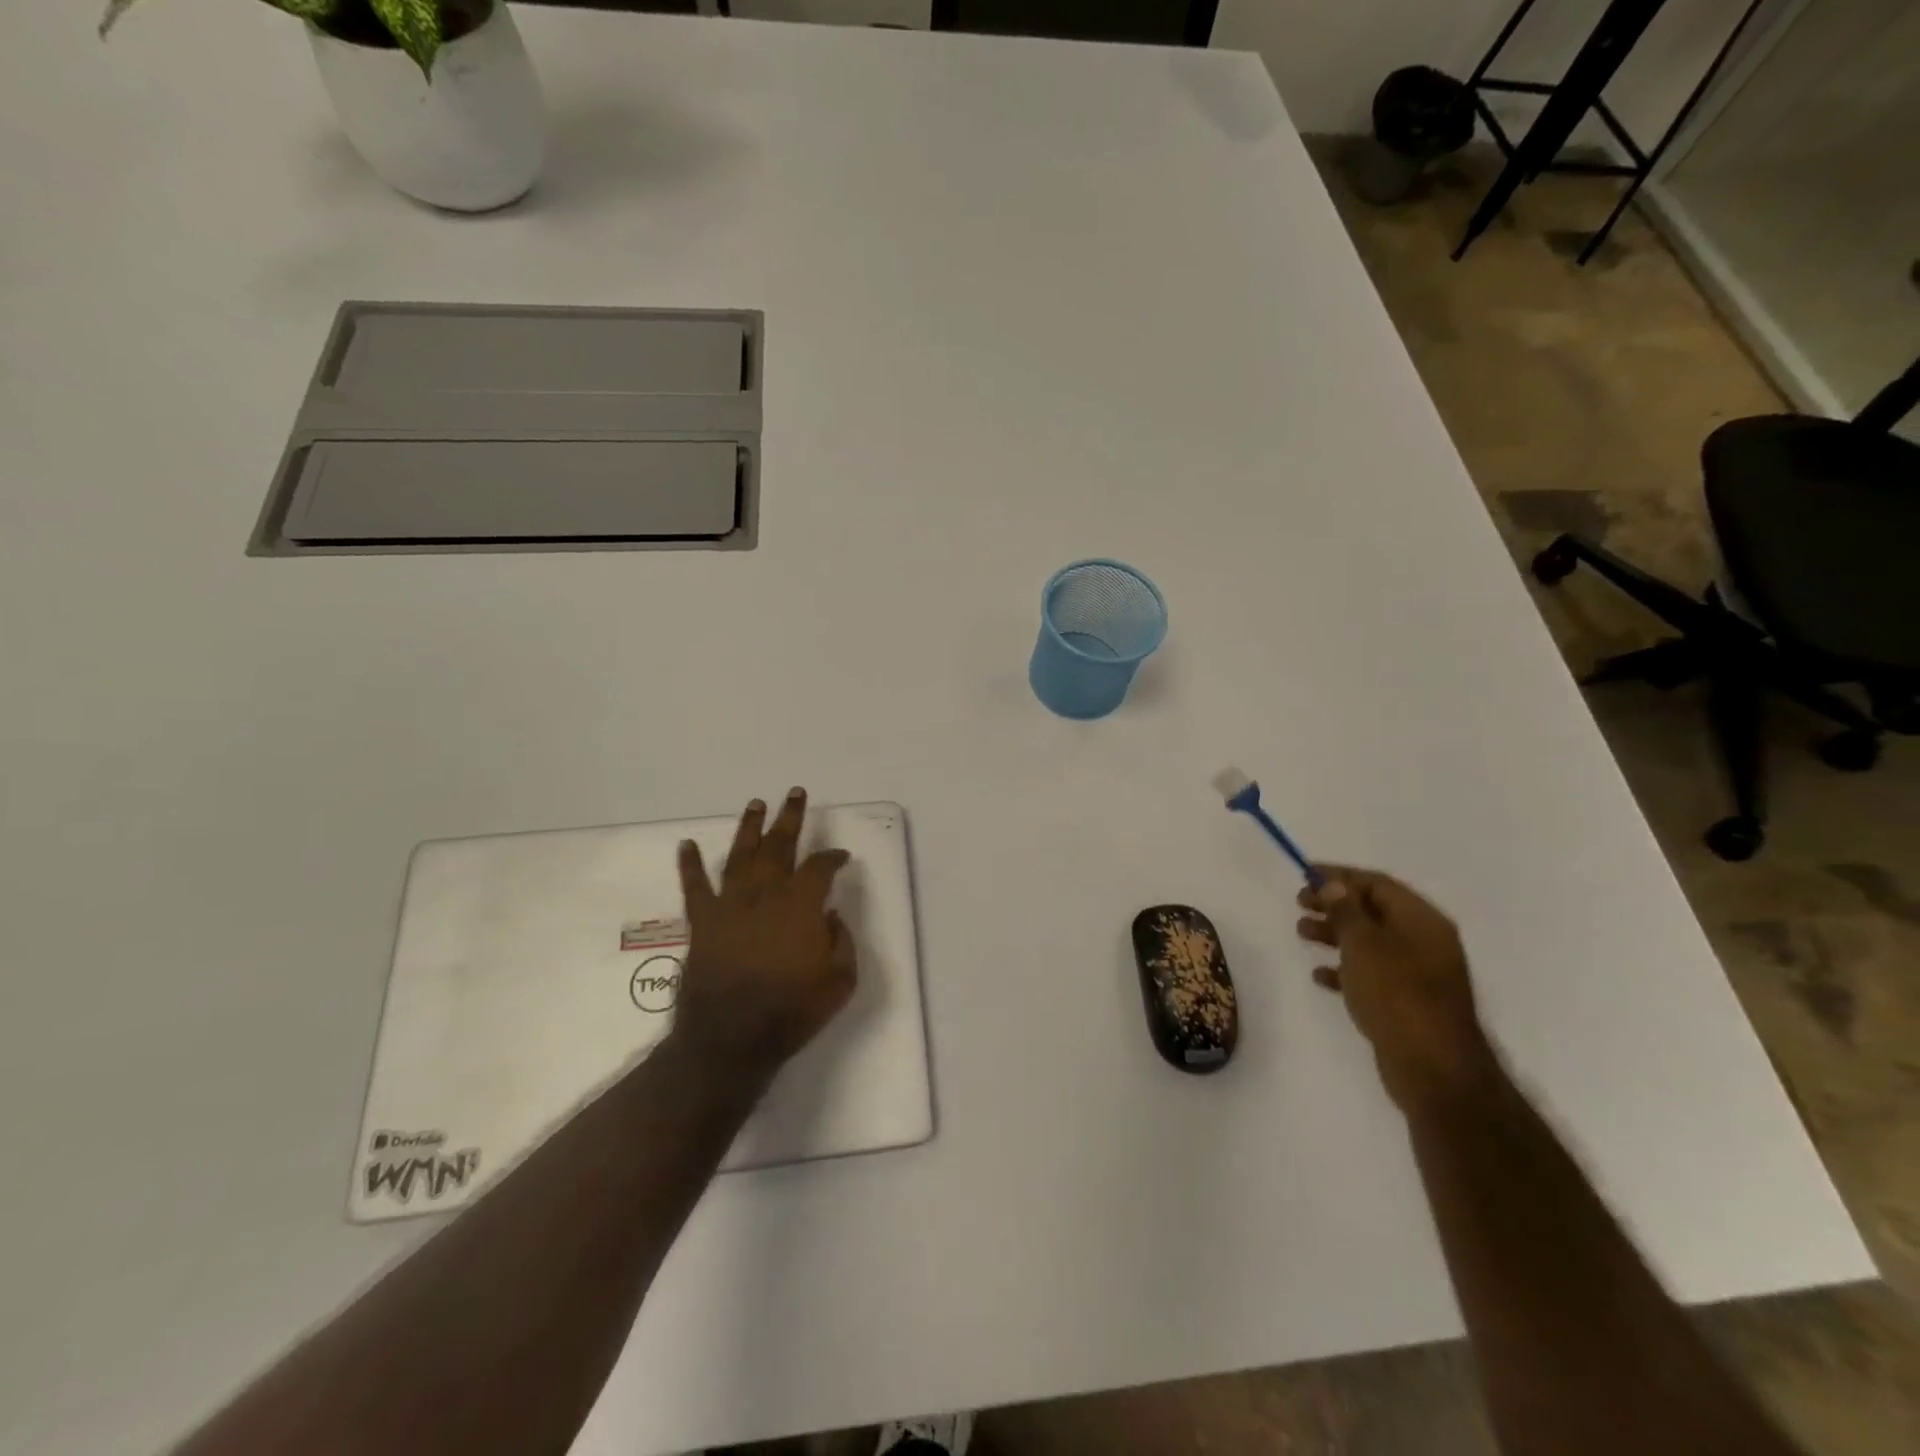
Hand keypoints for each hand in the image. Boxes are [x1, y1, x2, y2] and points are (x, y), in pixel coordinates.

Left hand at [672, 788, 855, 1073]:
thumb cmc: (792, 1011)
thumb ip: (841, 941)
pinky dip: (689, 865)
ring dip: (749, 827)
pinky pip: (694, 887)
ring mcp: (730, 905)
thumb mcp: (840, 980)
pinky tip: (686, 844)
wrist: (730, 1039)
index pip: (820, 867)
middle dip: (790, 818)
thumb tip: (829, 916)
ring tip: (756, 804)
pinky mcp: (703, 922)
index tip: (841, 857)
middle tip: (795, 793)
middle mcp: (765, 893)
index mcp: (801, 904)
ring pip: (740, 855)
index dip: (833, 858)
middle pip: (779, 846)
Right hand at [1297, 866, 1493, 1111]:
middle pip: (1373, 910)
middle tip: (1299, 903)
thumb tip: (1334, 884)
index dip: (1340, 876)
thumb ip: (1345, 911)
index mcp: (1421, 920)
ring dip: (1335, 934)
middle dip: (1334, 904)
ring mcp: (1419, 972)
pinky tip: (1320, 975)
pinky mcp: (1408, 1001)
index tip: (1305, 874)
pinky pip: (1372, 973)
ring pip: (1370, 941)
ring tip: (1302, 934)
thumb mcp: (1363, 944)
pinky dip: (1346, 968)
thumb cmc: (1396, 994)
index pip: (1377, 883)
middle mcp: (1424, 940)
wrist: (1433, 1067)